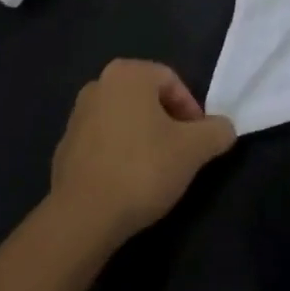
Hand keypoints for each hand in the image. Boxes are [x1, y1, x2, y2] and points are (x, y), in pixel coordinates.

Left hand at [49, 60, 235, 244]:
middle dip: (168, 123)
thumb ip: (217, 131)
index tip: (198, 142)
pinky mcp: (64, 146)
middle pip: (147, 98)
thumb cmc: (142, 169)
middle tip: (181, 155)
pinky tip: (128, 183)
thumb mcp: (194, 150)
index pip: (173, 81)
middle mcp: (99, 84)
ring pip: (125, 119)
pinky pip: (104, 142)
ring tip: (156, 171)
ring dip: (144, 138)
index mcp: (128, 73)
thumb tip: (224, 128)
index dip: (192, 110)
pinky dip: (120, 154)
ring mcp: (77, 115)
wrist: (83, 216)